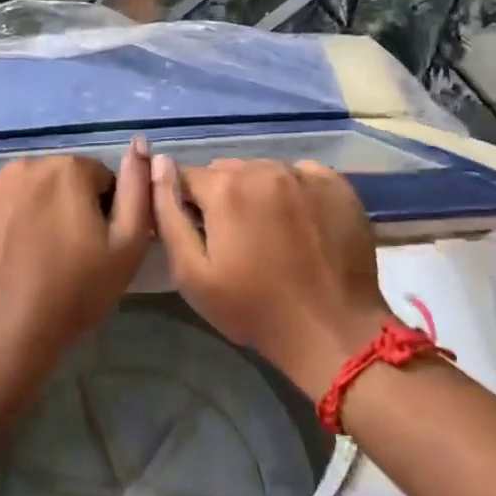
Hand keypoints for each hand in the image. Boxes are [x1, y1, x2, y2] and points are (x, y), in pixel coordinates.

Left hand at [0, 140, 153, 379]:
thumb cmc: (73, 291)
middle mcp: (24, 166)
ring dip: (30, 211)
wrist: (2, 330)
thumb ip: (138, 191)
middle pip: (56, 180)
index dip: (102, 210)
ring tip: (30, 256)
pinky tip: (1, 256)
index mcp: (68, 171)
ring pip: (21, 191)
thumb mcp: (126, 247)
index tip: (95, 243)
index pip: (97, 178)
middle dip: (64, 206)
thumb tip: (141, 147)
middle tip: (64, 252)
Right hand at [152, 155, 389, 400]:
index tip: (198, 234)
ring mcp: (304, 174)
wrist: (332, 332)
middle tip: (233, 239)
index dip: (185, 204)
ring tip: (268, 233)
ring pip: (262, 171)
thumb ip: (167, 213)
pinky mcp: (337, 186)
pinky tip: (298, 224)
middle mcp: (264, 168)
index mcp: (225, 188)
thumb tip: (158, 163)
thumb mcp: (191, 272)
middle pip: (225, 171)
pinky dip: (292, 192)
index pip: (186, 177)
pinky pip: (300, 175)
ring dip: (255, 193)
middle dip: (220, 197)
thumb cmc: (253, 309)